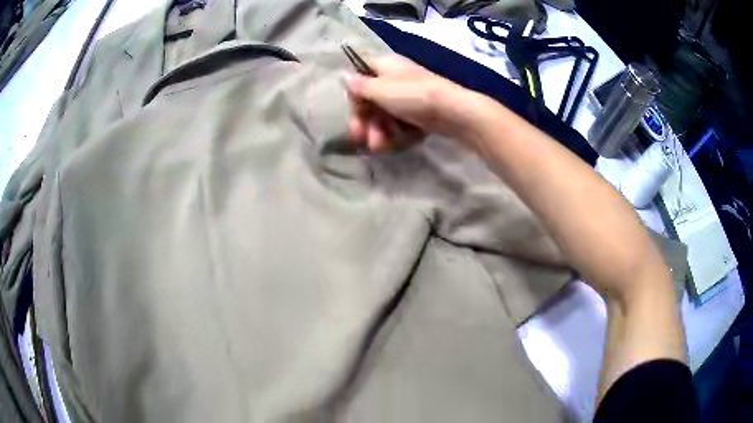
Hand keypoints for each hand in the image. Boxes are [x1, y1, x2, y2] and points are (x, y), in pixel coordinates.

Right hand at [344, 55, 468, 152]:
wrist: (452, 111)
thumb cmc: (413, 95)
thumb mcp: (380, 89)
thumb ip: (360, 85)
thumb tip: (344, 75)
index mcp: (385, 66)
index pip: (360, 76)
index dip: (355, 95)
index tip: (354, 111)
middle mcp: (395, 78)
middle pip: (372, 99)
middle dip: (365, 120)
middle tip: (360, 137)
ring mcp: (409, 96)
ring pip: (385, 114)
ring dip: (378, 131)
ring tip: (380, 146)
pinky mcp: (419, 113)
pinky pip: (400, 123)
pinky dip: (395, 133)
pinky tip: (394, 144)